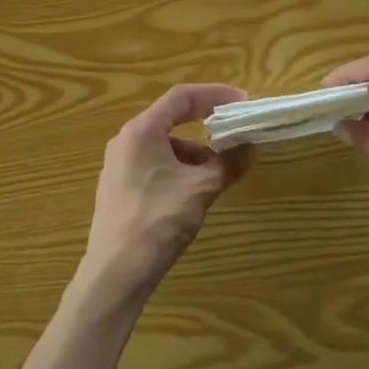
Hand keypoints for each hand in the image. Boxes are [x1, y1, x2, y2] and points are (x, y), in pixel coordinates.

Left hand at [79, 84, 253, 299]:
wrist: (116, 274)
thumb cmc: (158, 221)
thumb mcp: (200, 189)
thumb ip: (228, 163)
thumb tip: (252, 147)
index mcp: (142, 131)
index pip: (181, 97)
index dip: (214, 95)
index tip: (242, 102)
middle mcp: (126, 141)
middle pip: (171, 119)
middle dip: (206, 125)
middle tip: (235, 133)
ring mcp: (119, 166)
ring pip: (164, 145)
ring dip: (195, 152)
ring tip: (218, 173)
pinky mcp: (119, 189)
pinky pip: (154, 164)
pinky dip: (179, 168)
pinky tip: (193, 192)